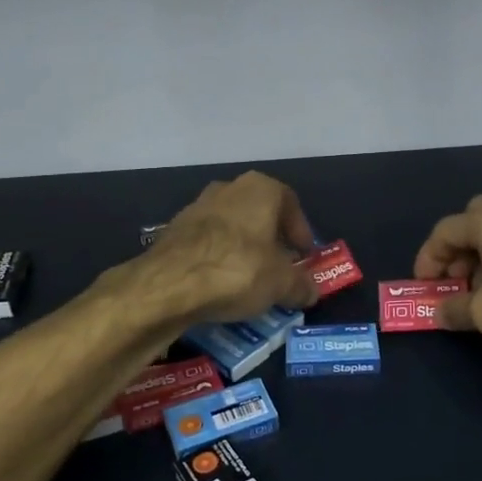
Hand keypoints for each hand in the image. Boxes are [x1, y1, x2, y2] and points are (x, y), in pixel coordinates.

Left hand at [142, 171, 320, 324]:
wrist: (169, 284)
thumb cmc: (239, 270)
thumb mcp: (281, 284)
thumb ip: (301, 286)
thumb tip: (312, 292)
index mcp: (260, 189)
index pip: (290, 204)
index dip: (300, 231)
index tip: (303, 256)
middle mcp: (228, 188)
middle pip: (259, 213)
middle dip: (271, 240)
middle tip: (279, 267)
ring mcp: (196, 207)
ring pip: (231, 227)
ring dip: (243, 249)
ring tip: (250, 280)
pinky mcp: (173, 230)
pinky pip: (207, 243)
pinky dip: (218, 259)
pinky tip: (221, 284)